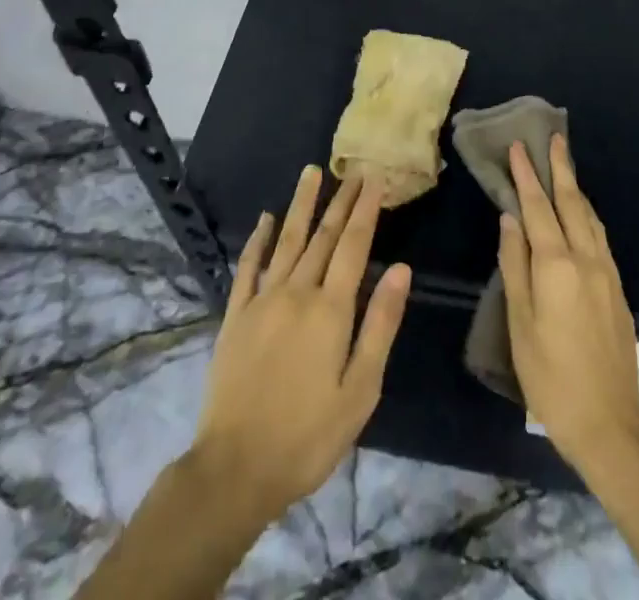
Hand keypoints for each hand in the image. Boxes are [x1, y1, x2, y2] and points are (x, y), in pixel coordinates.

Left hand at [191, 166, 410, 522]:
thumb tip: (402, 269)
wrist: (235, 468)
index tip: (373, 179)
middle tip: (352, 170)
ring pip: (286, 240)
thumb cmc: (308, 436)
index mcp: (330, 310)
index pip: (354, 246)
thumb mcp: (360, 390)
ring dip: (300, 205)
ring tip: (310, 172)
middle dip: (340, 201)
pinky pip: (248, 266)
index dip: (365, 210)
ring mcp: (262, 300)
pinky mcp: (236, 315)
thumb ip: (380, 325)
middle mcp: (296, 292)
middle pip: (323, 236)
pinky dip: (257, 240)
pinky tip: (265, 219)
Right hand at [499, 134, 638, 475]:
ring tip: (565, 166)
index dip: (526, 176)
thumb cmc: (550, 376)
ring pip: (589, 217)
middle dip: (560, 168)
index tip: (518, 147)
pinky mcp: (617, 288)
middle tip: (553, 138)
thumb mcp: (519, 323)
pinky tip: (581, 214)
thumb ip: (515, 265)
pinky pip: (599, 236)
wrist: (609, 423)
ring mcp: (606, 272)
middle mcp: (586, 258)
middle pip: (571, 203)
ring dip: (576, 188)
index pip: (537, 208)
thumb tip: (510, 219)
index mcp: (557, 265)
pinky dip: (586, 213)